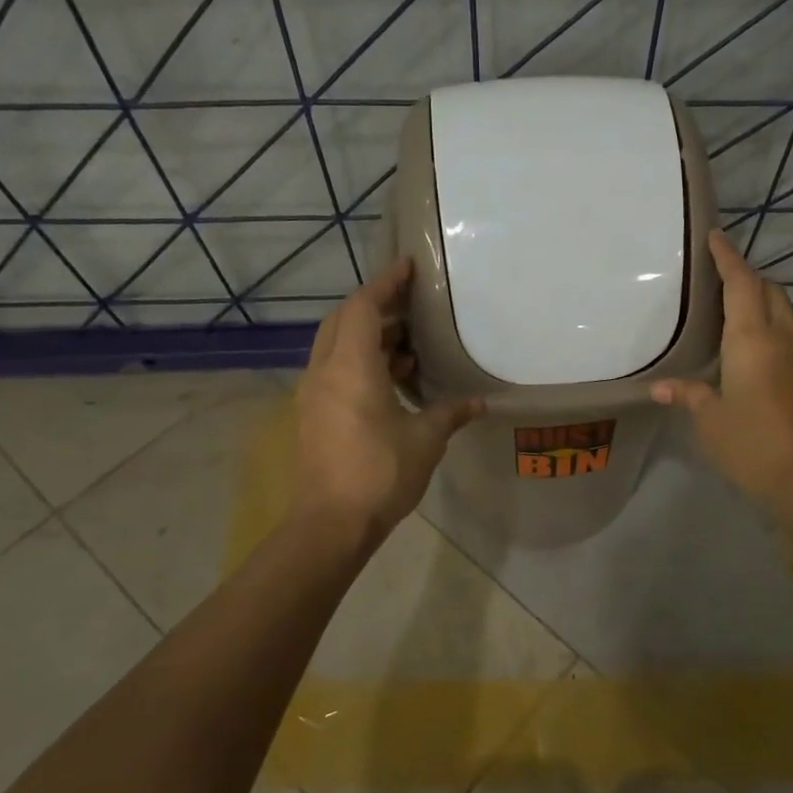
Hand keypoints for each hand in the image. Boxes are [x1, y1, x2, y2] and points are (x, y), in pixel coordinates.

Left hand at [293, 258, 481, 540]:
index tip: (408, 268)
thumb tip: (480, 403)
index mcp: (351, 367)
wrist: (330, 524)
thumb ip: (451, 413)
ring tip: (408, 346)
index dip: (385, 283)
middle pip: (343, 321)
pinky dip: (360, 362)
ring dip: (368, 337)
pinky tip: (391, 381)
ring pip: (336, 346)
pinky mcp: (312, 415)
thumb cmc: (380, 473)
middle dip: (375, 307)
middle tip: (411, 306)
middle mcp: (325, 371)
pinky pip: (334, 371)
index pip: (362, 307)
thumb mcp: (425, 440)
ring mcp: (313, 394)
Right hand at [653, 230, 792, 514]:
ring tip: (732, 311)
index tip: (715, 237)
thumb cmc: (754, 444)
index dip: (728, 258)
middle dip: (748, 276)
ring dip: (761, 302)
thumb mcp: (711, 422)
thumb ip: (688, 396)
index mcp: (753, 340)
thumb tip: (661, 387)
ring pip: (783, 314)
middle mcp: (782, 340)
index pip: (741, 284)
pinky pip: (789, 339)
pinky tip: (751, 352)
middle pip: (770, 291)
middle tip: (719, 277)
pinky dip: (770, 329)